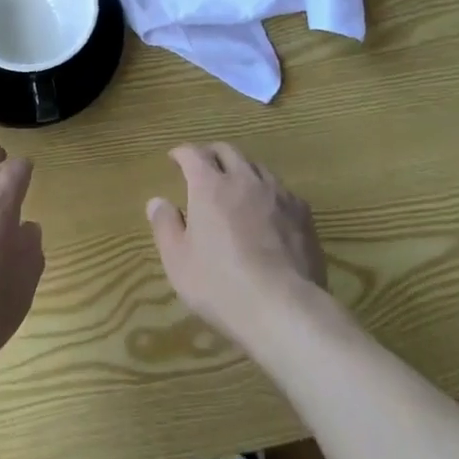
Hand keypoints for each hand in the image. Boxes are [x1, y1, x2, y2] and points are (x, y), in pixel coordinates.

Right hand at [147, 143, 326, 346]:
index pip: (193, 154)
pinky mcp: (301, 213)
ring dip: (241, 170)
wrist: (284, 307)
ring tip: (236, 186)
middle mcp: (243, 179)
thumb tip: (157, 201)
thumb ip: (165, 226)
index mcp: (209, 186)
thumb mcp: (178, 261)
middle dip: (212, 154)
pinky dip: (267, 193)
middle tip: (204, 166)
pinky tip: (268, 211)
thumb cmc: (221, 284)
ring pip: (256, 167)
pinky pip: (281, 190)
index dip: (182, 153)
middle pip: (227, 151)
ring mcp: (276, 193)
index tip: (175, 158)